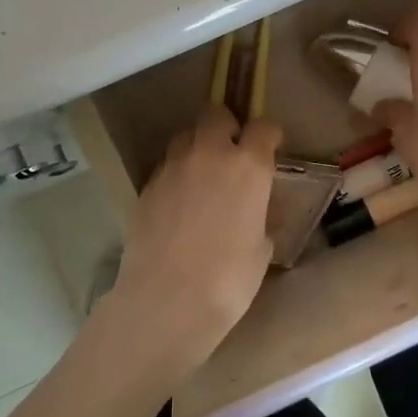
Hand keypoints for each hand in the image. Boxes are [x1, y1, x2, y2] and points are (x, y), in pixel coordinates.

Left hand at [103, 104, 282, 377]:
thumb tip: (260, 211)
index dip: (269, 135)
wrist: (167, 301)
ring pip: (185, 137)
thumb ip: (262, 217)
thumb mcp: (261, 249)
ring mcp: (173, 168)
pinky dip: (176, 176)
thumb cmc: (229, 280)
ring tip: (201, 178)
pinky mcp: (146, 186)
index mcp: (248, 166)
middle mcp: (209, 155)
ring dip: (197, 148)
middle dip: (226, 127)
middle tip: (231, 154)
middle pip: (215, 115)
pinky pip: (165, 167)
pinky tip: (178, 205)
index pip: (263, 127)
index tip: (270, 148)